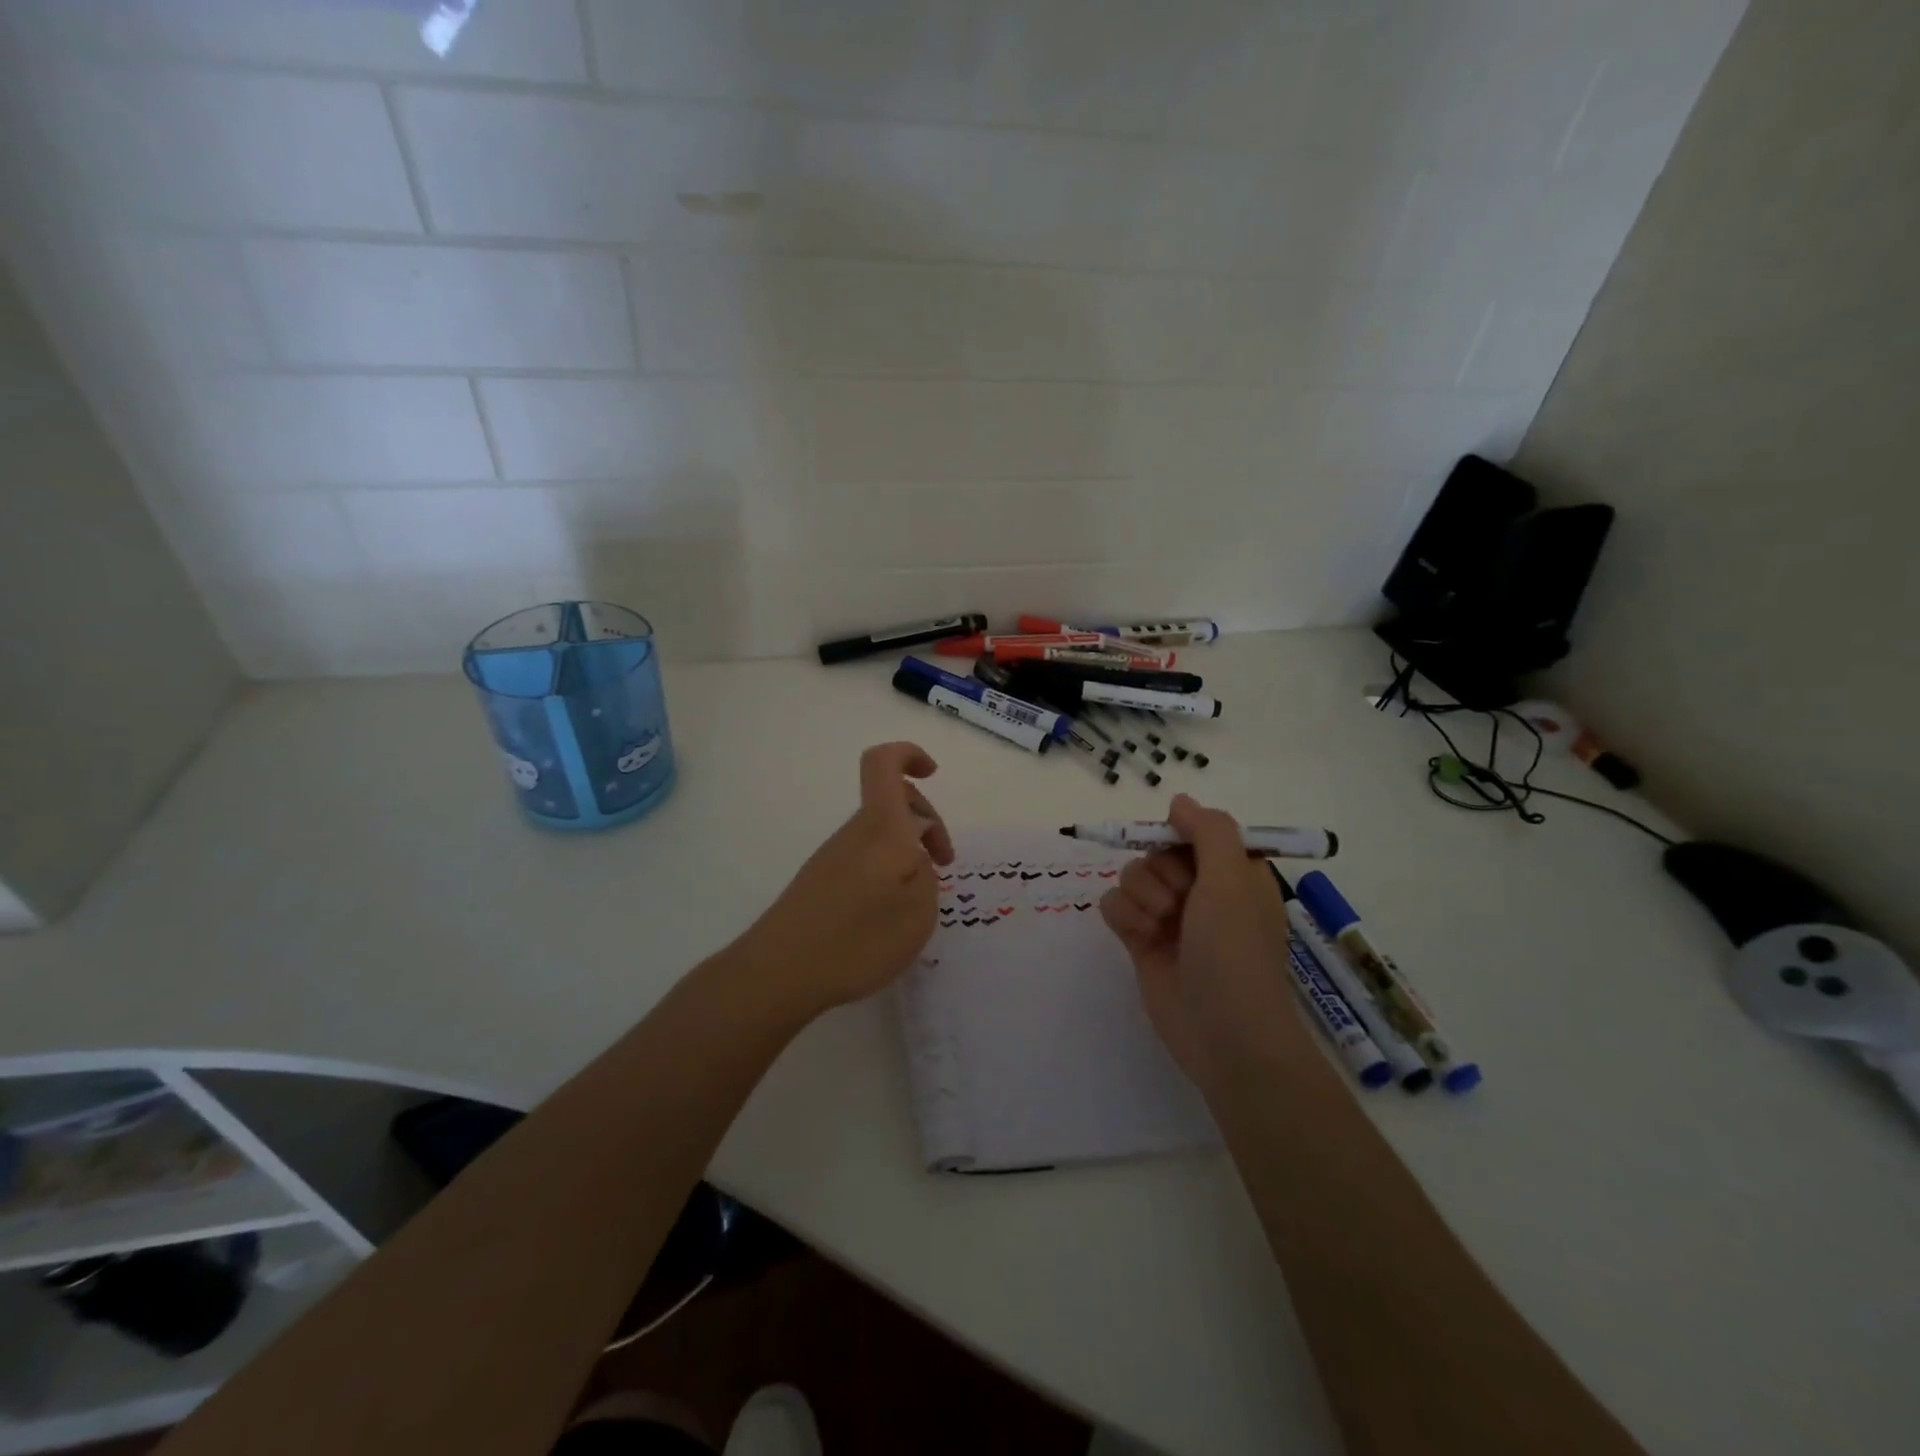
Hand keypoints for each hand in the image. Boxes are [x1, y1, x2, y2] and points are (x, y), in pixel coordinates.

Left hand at [736, 742, 953, 1019]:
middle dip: (927, 822)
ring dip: (908, 853)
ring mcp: (833, 857)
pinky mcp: (821, 882)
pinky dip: (887, 874)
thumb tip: (915, 862)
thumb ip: (927, 876)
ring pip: (881, 834)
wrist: (779, 973)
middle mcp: (854, 832)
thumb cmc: (858, 938)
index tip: (933, 773)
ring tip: (919, 901)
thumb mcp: (918, 911)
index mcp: (880, 827)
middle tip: (944, 864)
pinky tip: (890, 915)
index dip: (909, 754)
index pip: (884, 763)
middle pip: (891, 801)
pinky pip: (866, 859)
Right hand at [1099, 794, 1307, 1083]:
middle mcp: (1200, 889)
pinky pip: (1113, 904)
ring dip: (1141, 897)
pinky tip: (1140, 939)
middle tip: (1180, 903)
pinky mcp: (1141, 941)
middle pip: (1155, 851)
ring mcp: (1169, 916)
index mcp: (1232, 872)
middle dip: (1160, 873)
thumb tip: (1179, 801)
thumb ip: (1208, 832)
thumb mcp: (1232, 881)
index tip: (1177, 848)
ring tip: (1161, 927)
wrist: (1224, 1035)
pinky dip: (1123, 917)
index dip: (1179, 835)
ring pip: (1131, 875)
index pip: (1194, 830)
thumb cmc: (1236, 952)